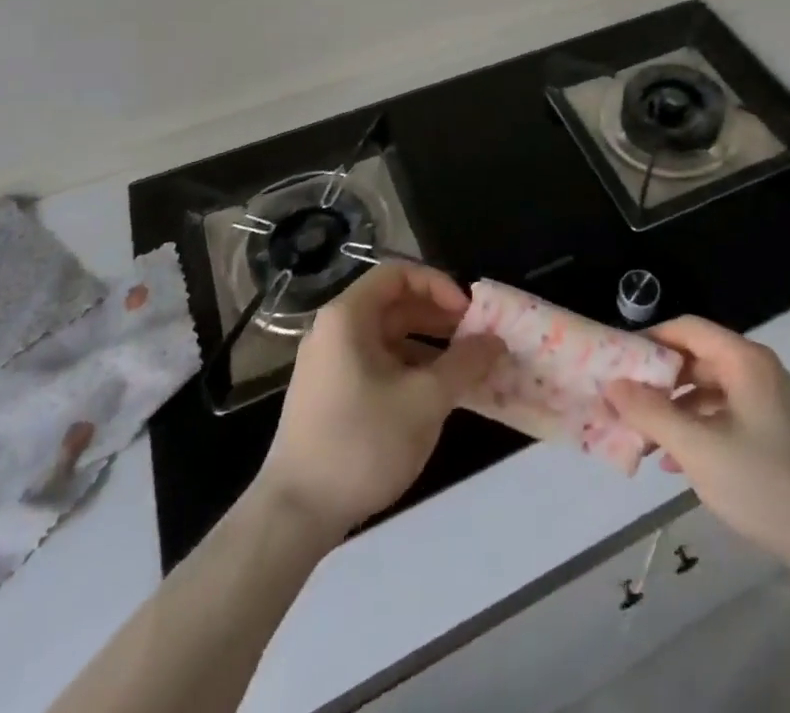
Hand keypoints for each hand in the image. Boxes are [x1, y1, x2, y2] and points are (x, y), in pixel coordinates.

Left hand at [254, 264, 501, 540]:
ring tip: (463, 369)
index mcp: (348, 317)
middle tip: (475, 339)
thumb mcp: (425, 400)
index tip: (467, 314)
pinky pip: (376, 364)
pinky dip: (408, 369)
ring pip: (387, 337)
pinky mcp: (329, 395)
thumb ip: (465, 363)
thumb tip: (495, 341)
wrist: (294, 515)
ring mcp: (328, 364)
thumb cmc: (362, 442)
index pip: (398, 274)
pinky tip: (434, 396)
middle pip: (393, 304)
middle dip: (438, 317)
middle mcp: (333, 330)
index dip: (438, 286)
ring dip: (427, 345)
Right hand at [605, 317, 789, 581]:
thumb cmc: (765, 486)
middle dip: (657, 381)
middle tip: (622, 404)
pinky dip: (696, 428)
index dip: (650, 340)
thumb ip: (652, 414)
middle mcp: (756, 369)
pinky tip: (673, 462)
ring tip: (641, 439)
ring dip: (673, 410)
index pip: (687, 328)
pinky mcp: (771, 428)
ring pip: (707, 388)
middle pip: (696, 358)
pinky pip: (722, 413)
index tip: (616, 363)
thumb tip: (612, 384)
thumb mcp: (699, 450)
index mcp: (744, 360)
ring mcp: (766, 399)